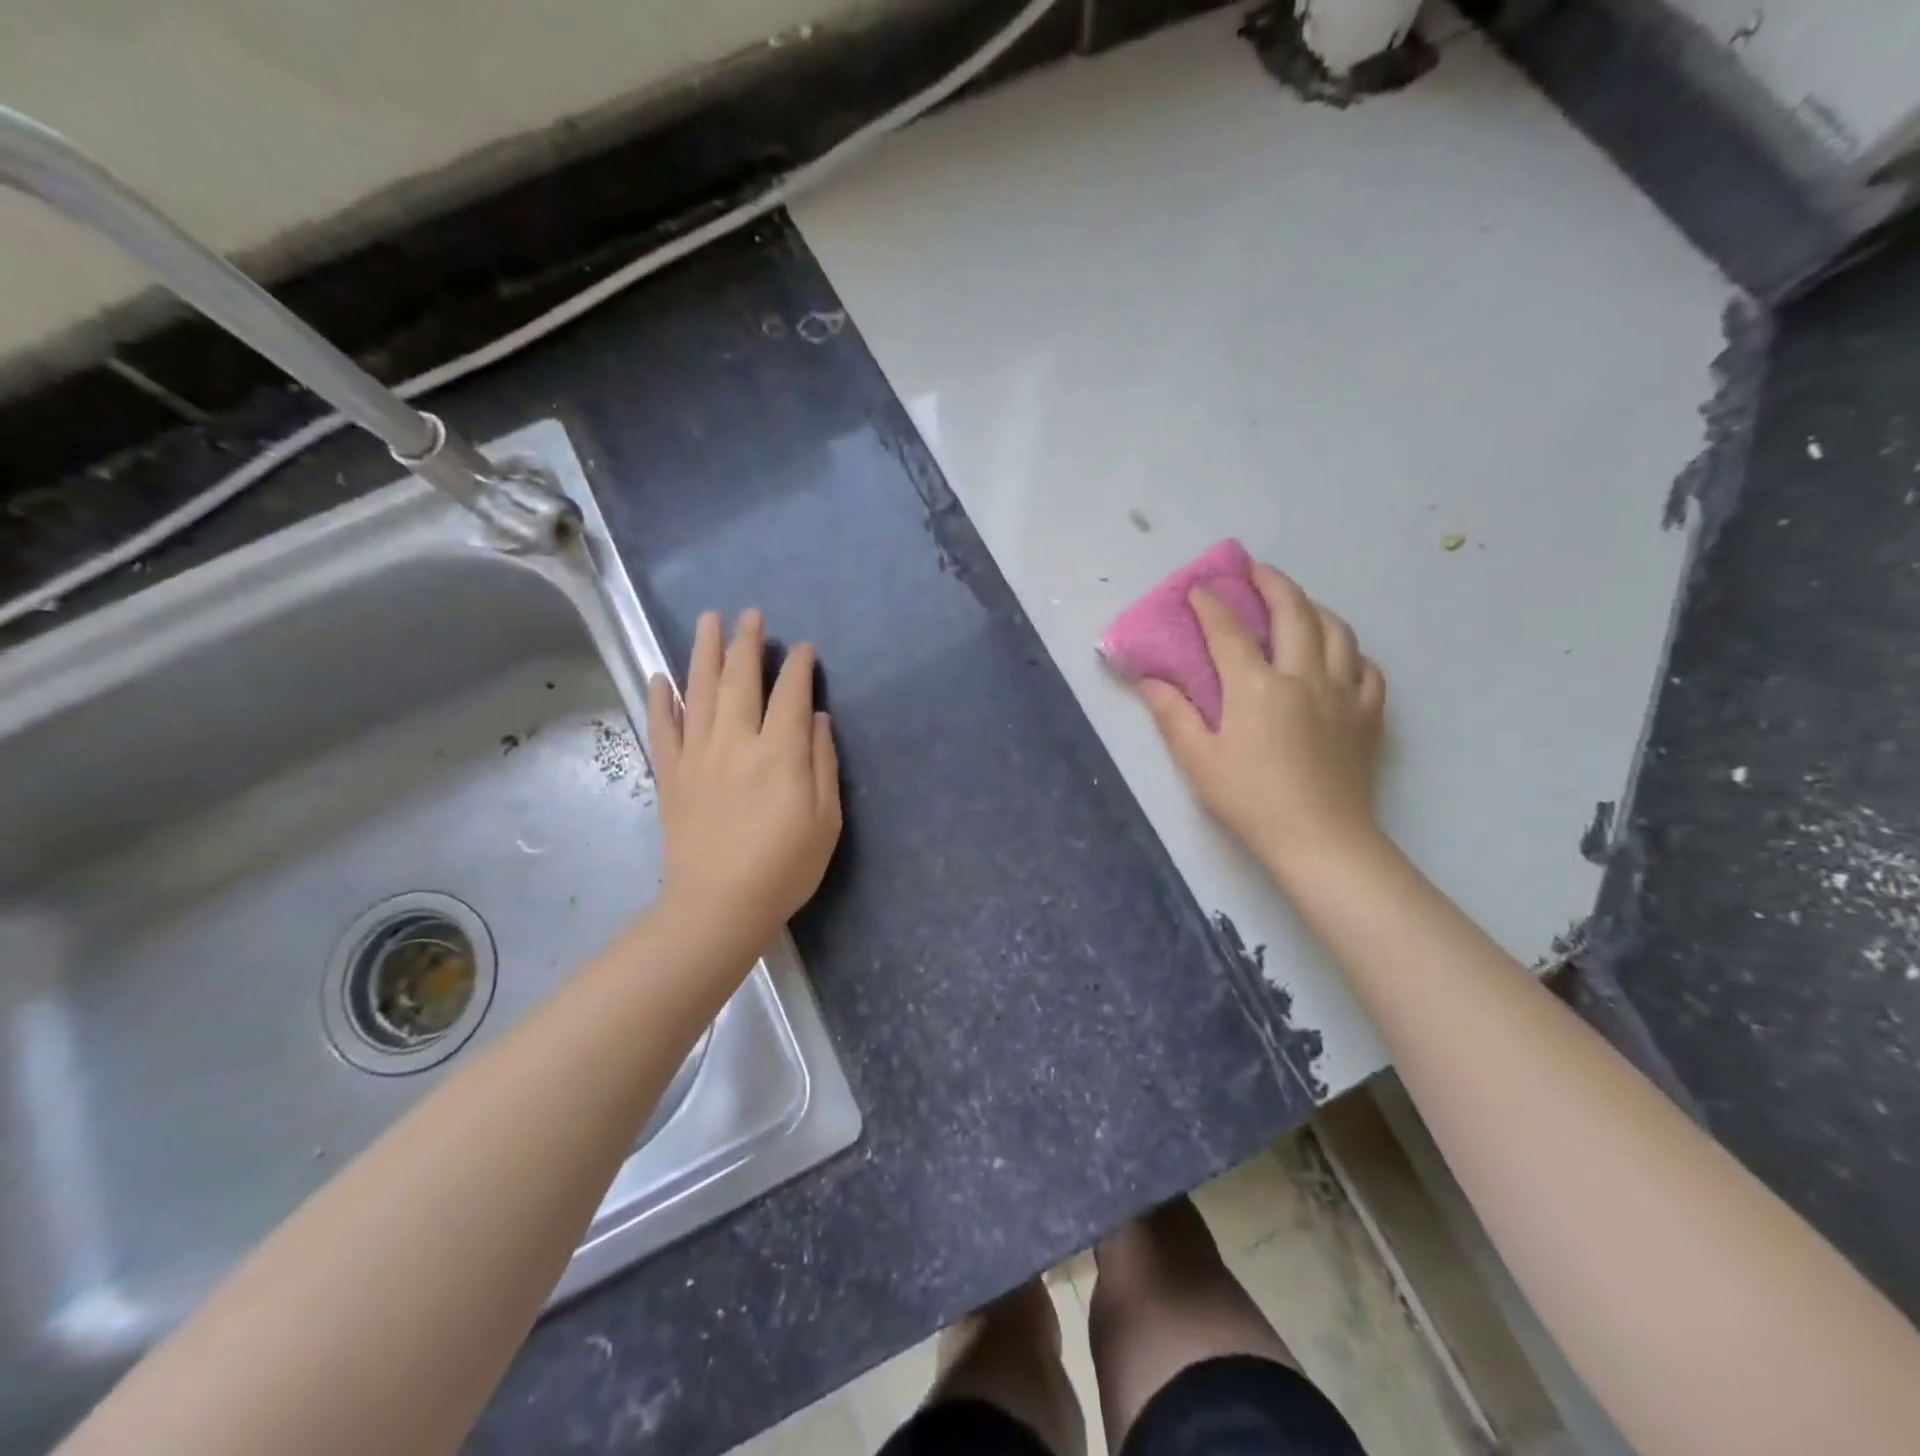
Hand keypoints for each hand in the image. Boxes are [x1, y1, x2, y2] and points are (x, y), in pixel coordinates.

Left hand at [645, 609, 841, 952]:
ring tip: (708, 620)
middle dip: (747, 643)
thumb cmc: (784, 867)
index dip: (798, 666)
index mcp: (779, 754)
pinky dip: (660, 700)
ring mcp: (697, 756)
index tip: (803, 648)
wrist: (719, 906)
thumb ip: (822, 763)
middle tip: (750, 614)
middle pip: (739, 680)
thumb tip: (815, 717)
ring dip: (703, 652)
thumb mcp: (825, 820)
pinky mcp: (671, 775)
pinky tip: (659, 677)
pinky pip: (662, 728)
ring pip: (698, 691)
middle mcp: (735, 742)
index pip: (790, 694)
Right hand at [1138, 565, 1385, 872]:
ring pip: (1336, 631)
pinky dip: (1350, 651)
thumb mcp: (1198, 761)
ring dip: (1313, 608)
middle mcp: (1304, 676)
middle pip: (1293, 612)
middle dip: (1271, 583)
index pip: (1229, 631)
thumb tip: (1149, 680)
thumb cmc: (1250, 801)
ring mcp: (1343, 692)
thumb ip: (1173, 714)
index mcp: (1257, 687)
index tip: (1198, 590)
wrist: (1320, 840)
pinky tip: (1339, 657)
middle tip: (1255, 572)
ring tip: (1296, 605)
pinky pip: (1367, 667)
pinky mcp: (1368, 714)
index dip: (1210, 605)